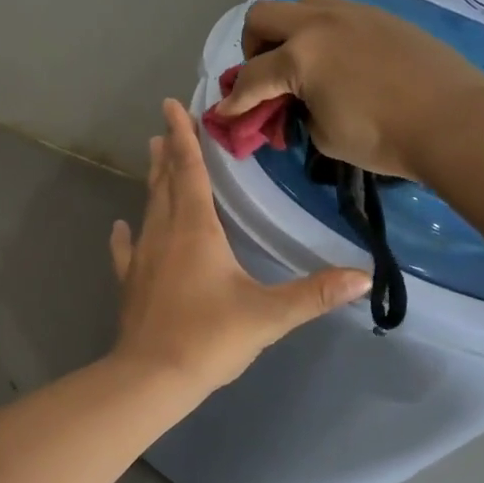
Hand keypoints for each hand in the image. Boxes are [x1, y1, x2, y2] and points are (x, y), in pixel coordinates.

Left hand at [109, 99, 370, 392]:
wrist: (152, 377)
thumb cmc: (210, 337)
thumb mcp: (269, 315)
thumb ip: (315, 294)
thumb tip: (362, 276)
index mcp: (196, 230)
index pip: (190, 170)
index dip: (183, 137)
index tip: (172, 105)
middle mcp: (164, 234)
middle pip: (166, 183)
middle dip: (168, 152)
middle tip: (165, 126)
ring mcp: (142, 258)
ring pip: (148, 208)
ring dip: (152, 182)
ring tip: (151, 158)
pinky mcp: (130, 283)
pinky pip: (126, 250)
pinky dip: (125, 235)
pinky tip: (121, 228)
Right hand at [215, 0, 483, 179]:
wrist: (454, 119)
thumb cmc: (383, 137)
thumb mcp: (325, 135)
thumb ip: (298, 113)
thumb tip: (296, 103)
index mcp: (300, 56)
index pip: (251, 77)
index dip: (234, 100)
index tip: (225, 114)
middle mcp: (319, 23)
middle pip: (263, 17)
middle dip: (253, 48)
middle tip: (266, 76)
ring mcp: (352, 13)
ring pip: (300, 4)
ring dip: (288, 31)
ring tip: (302, 63)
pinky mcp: (380, 15)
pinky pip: (335, 12)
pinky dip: (322, 32)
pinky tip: (339, 61)